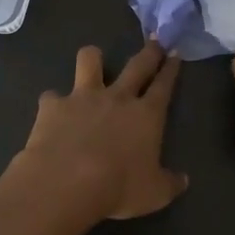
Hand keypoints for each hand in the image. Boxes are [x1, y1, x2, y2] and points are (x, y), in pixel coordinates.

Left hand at [12, 41, 187, 221]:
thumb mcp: (154, 194)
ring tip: (93, 61)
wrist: (66, 182)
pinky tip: (52, 111)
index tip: (175, 53)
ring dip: (93, 58)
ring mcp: (82, 97)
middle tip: (154, 41)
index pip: (164, 85)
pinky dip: (53, 102)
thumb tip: (183, 180)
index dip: (171, 68)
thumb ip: (170, 183)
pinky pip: (52, 95)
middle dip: (149, 51)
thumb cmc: (118, 188)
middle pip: (137, 65)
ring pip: (90, 61)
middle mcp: (117, 97)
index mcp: (146, 115)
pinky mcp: (53, 105)